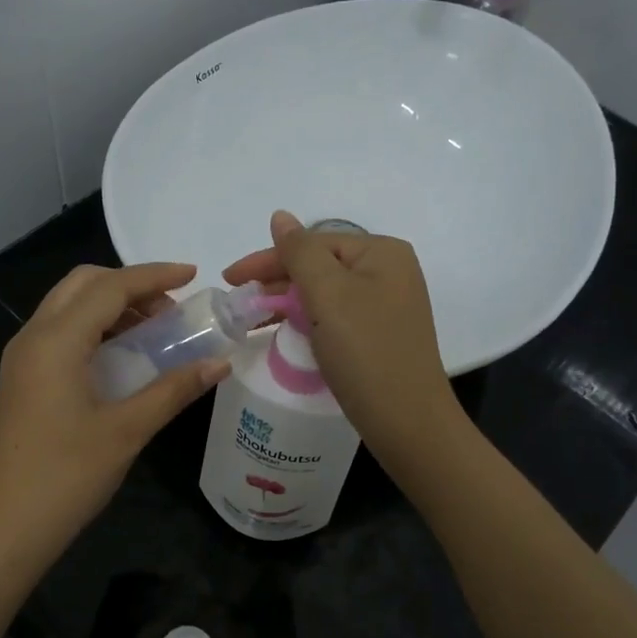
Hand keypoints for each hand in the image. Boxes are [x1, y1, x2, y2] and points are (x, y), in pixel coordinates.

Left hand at [0, 262, 229, 570]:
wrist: (2, 530)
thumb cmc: (65, 478)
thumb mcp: (126, 431)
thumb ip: (173, 390)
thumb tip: (220, 363)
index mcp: (55, 341)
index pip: (109, 287)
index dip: (154, 275)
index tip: (194, 276)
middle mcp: (32, 338)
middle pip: (82, 285)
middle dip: (129, 285)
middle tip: (171, 310)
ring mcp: (22, 360)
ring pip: (69, 309)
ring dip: (111, 307)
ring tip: (155, 333)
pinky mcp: (22, 382)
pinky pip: (61, 335)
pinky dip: (95, 330)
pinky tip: (124, 359)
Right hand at [223, 212, 460, 463]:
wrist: (407, 421)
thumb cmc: (365, 351)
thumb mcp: (328, 294)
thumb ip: (299, 252)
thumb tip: (280, 216)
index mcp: (382, 253)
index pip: (313, 243)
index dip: (268, 259)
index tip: (229, 280)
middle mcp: (390, 272)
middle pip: (320, 265)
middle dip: (277, 281)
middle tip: (239, 302)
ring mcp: (387, 306)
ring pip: (326, 293)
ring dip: (289, 302)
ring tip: (254, 318)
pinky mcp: (381, 336)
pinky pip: (336, 317)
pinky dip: (308, 321)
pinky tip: (287, 333)